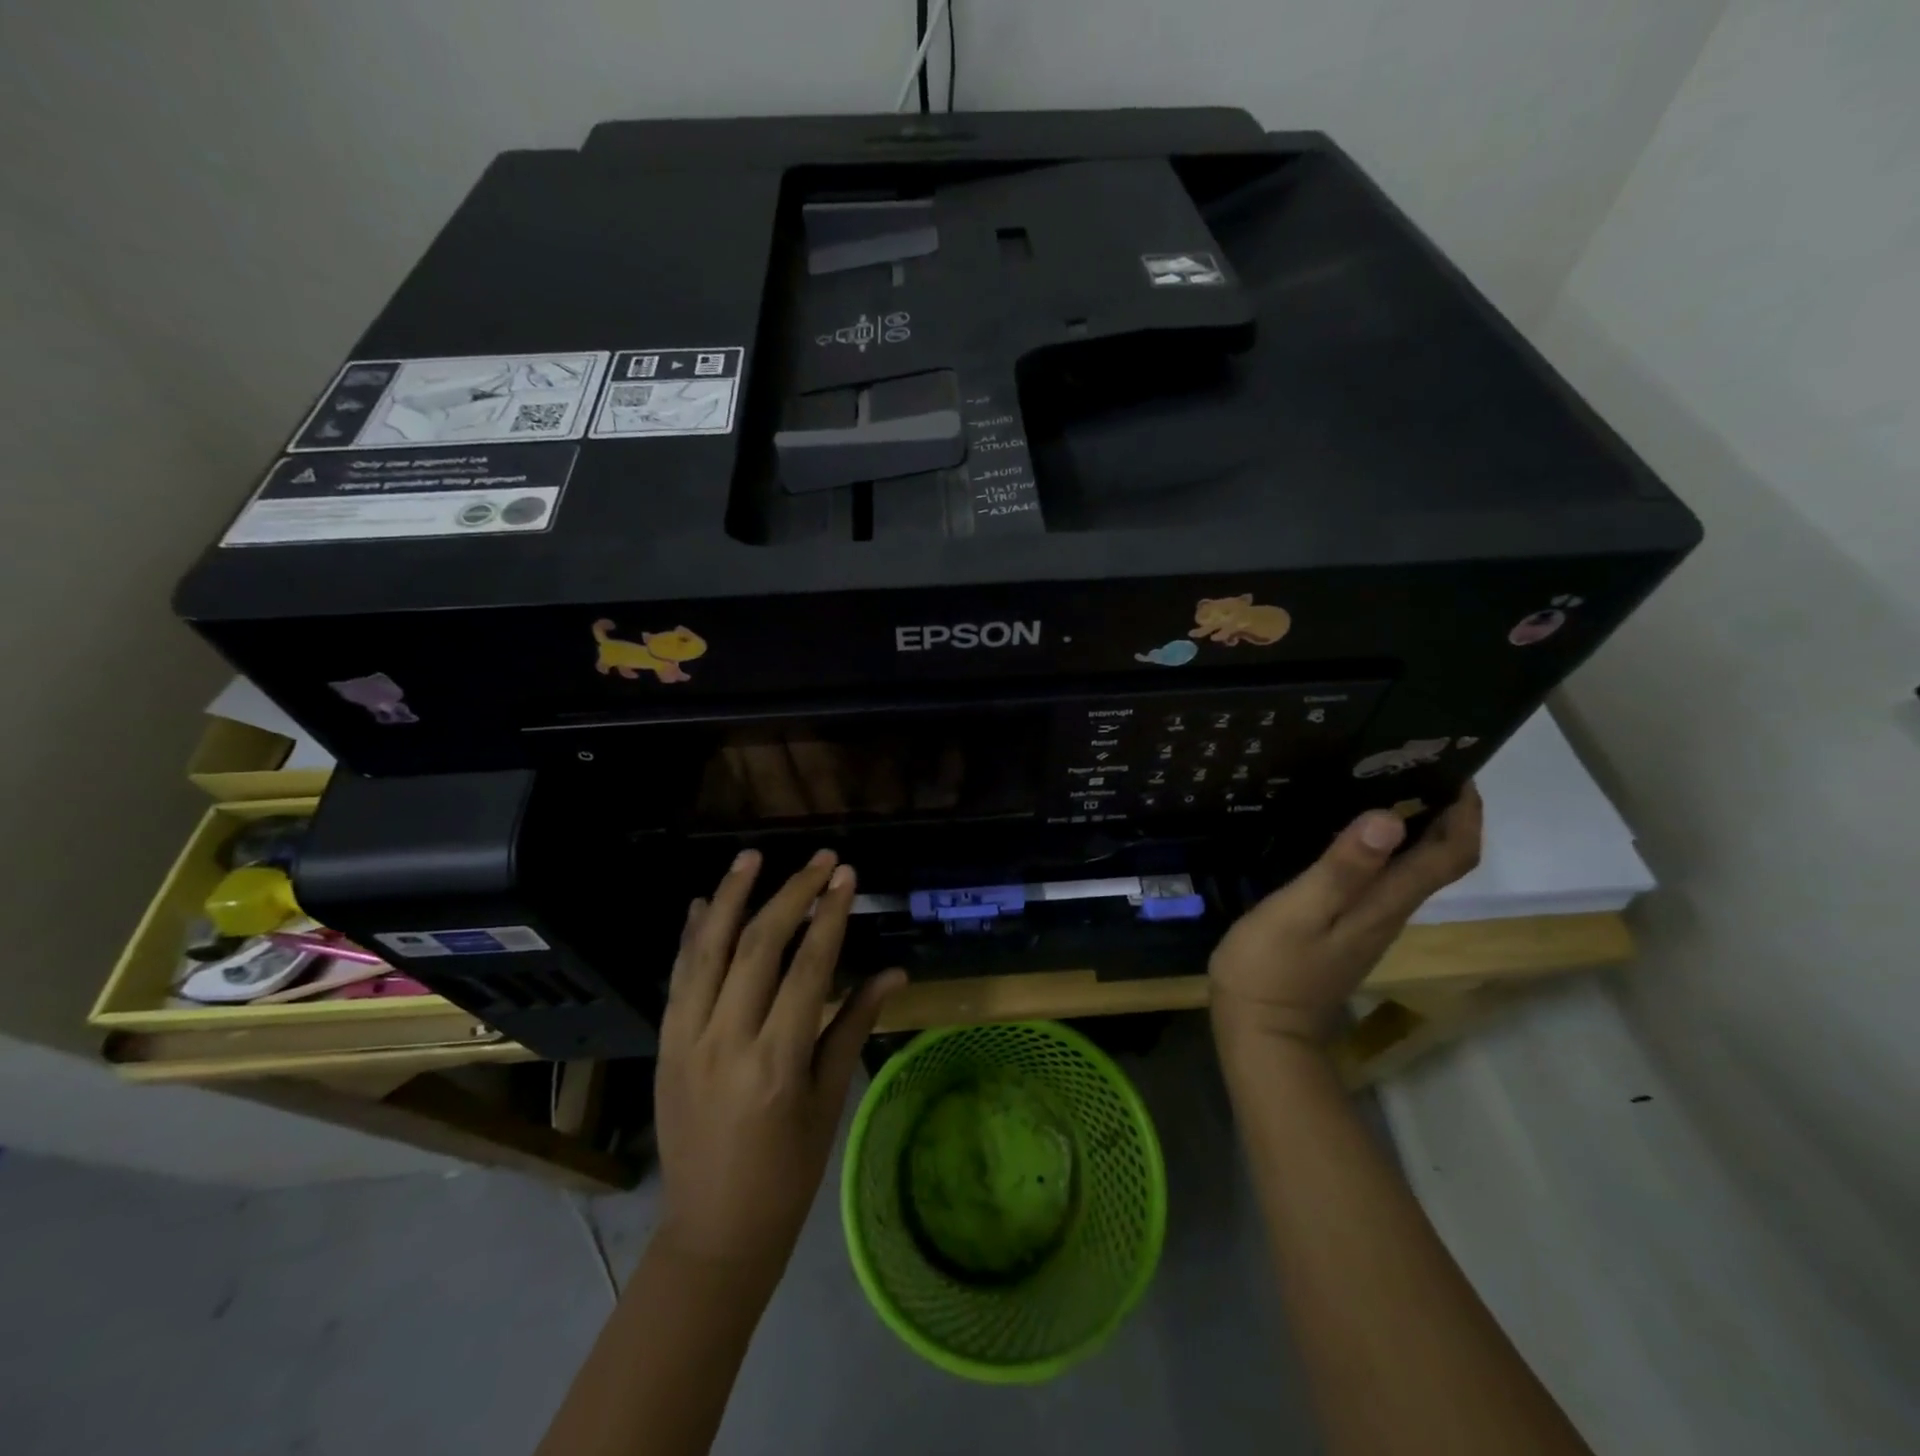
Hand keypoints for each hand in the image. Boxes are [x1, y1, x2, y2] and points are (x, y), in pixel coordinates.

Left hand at [654, 848, 906, 1275]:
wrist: (712, 1231)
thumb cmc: (787, 1172)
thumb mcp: (829, 1099)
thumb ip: (855, 1025)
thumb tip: (894, 971)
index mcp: (777, 1062)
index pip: (808, 968)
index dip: (829, 915)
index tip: (846, 876)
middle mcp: (726, 1041)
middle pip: (759, 947)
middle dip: (792, 894)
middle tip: (819, 859)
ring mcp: (686, 1041)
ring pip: (708, 951)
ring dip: (732, 898)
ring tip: (753, 857)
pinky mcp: (664, 1045)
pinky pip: (678, 977)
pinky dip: (692, 935)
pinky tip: (706, 902)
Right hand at [1209, 786, 1482, 1052]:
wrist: (1262, 1030)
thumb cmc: (1274, 967)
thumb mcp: (1301, 911)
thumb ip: (1343, 868)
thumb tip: (1390, 818)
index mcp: (1386, 903)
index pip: (1451, 855)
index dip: (1465, 812)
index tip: (1453, 769)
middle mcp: (1389, 912)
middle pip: (1438, 860)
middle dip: (1440, 812)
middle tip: (1408, 766)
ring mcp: (1368, 924)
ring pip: (1410, 870)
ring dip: (1410, 829)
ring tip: (1375, 787)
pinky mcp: (1345, 930)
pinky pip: (1380, 881)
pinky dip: (1379, 850)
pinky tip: (1343, 835)